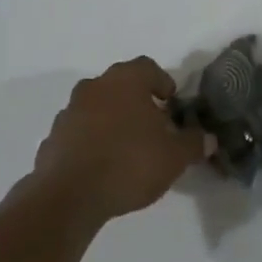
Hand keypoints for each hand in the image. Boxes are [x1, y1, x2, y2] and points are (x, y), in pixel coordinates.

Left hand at [31, 59, 211, 226]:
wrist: (69, 194)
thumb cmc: (129, 163)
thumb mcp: (174, 157)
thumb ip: (193, 143)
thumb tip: (207, 137)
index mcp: (126, 80)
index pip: (148, 68)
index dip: (162, 83)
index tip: (172, 105)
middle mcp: (96, 85)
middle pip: (121, 85)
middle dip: (137, 102)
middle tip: (153, 128)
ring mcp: (70, 109)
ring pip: (98, 106)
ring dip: (112, 120)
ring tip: (127, 149)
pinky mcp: (54, 136)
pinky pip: (79, 131)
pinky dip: (91, 140)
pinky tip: (101, 166)